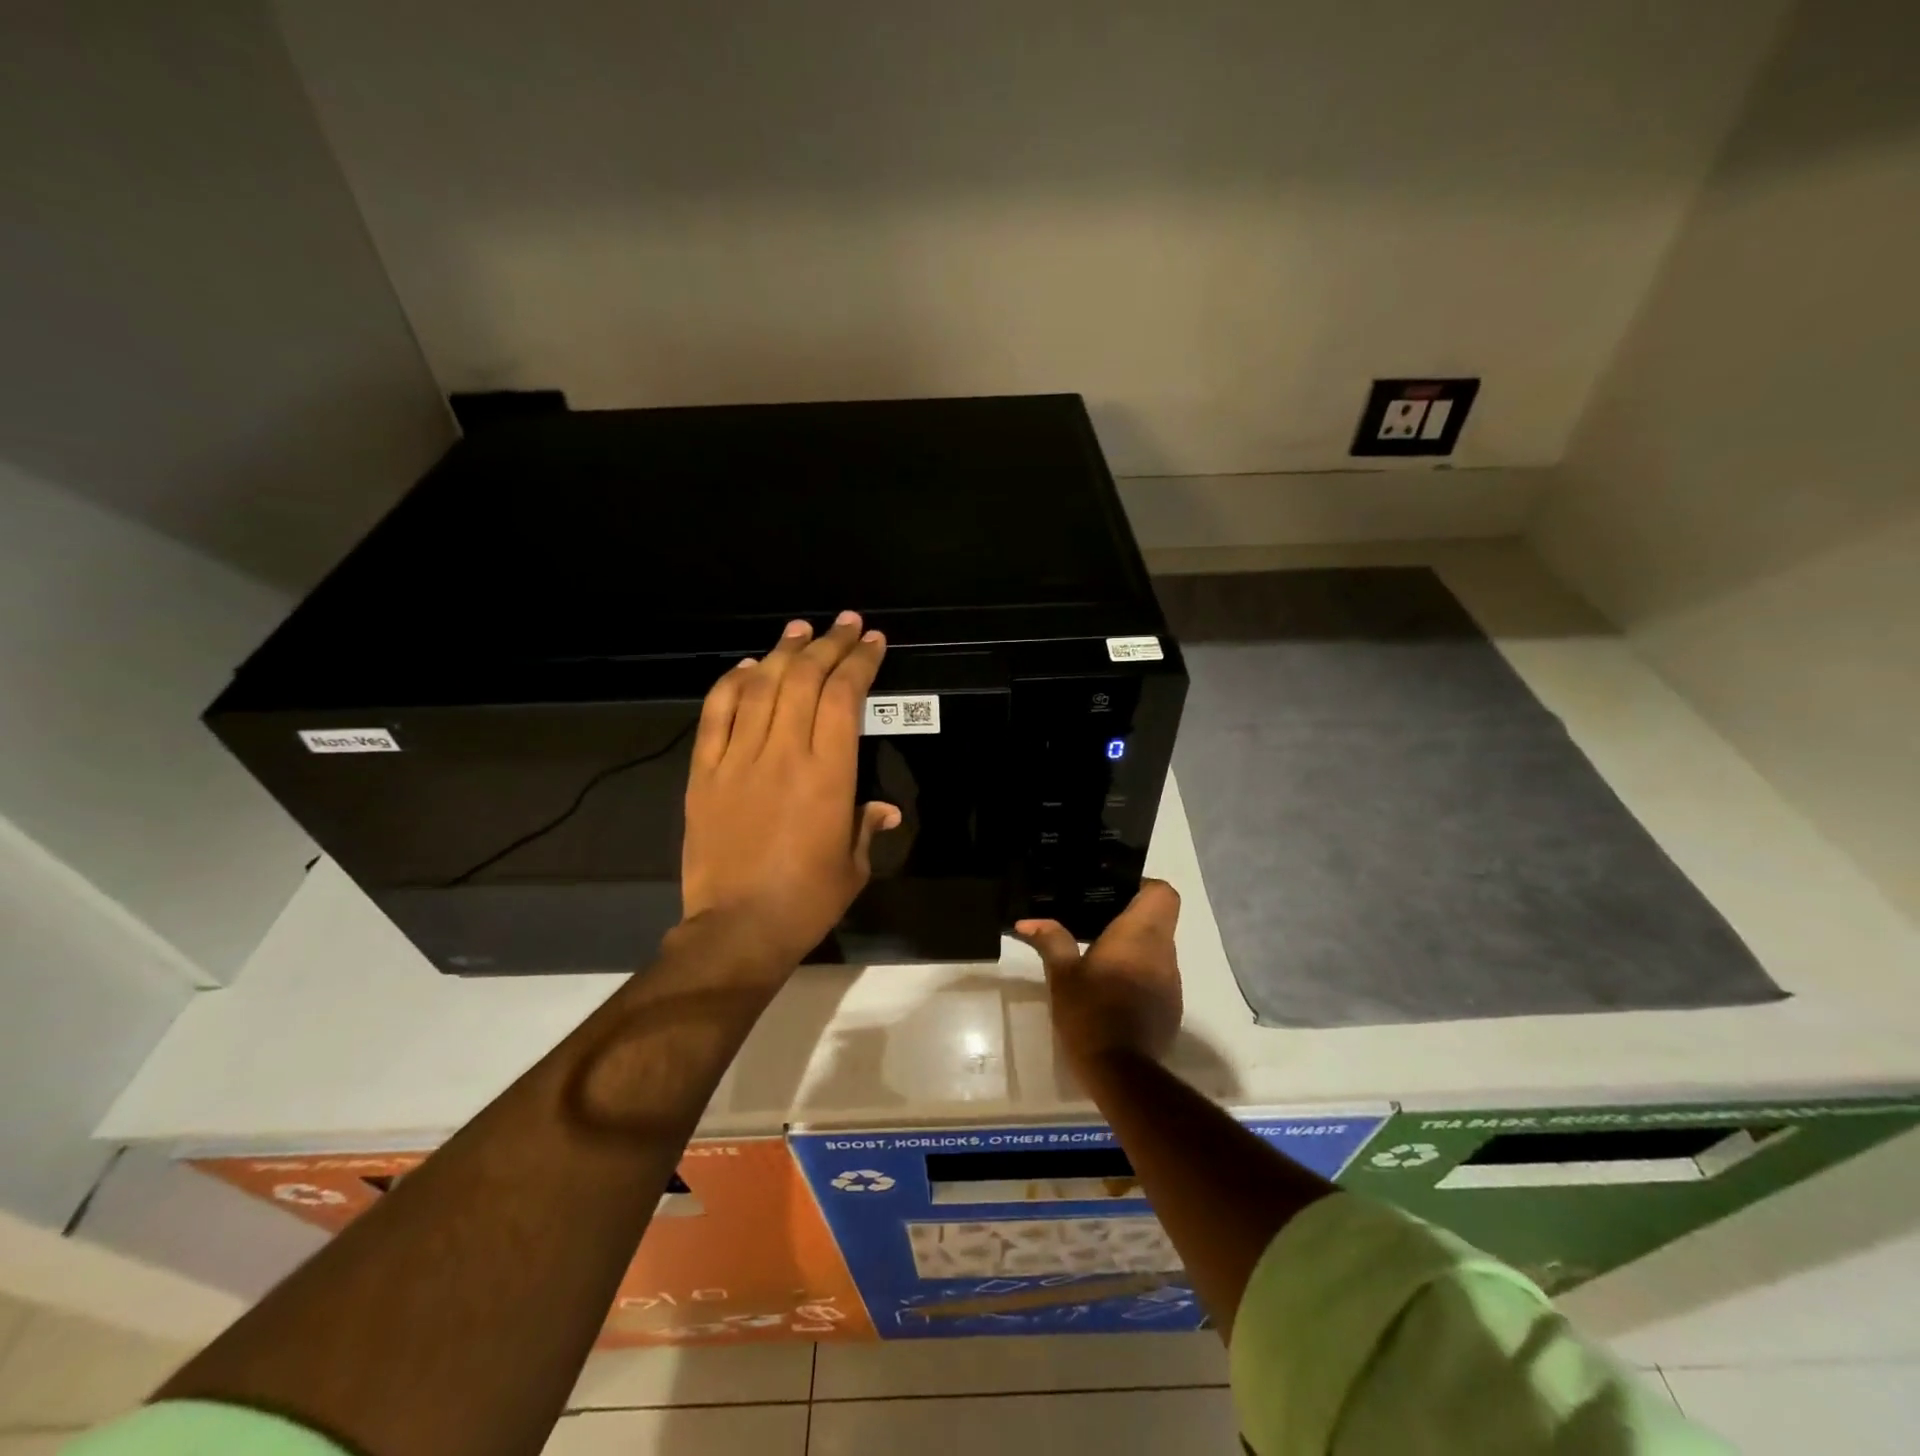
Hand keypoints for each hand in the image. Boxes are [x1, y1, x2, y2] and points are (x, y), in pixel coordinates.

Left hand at [680, 611, 900, 966]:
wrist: (737, 928)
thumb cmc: (807, 899)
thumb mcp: (853, 865)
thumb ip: (867, 826)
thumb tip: (885, 809)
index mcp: (828, 773)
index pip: (845, 697)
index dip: (859, 662)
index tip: (872, 641)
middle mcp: (784, 753)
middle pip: (805, 680)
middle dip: (828, 644)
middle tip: (844, 623)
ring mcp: (738, 759)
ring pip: (761, 687)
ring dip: (783, 652)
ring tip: (800, 629)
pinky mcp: (705, 772)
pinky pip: (716, 715)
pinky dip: (732, 684)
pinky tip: (748, 666)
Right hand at [1015, 880, 1181, 1068]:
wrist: (1122, 1071)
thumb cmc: (1090, 1012)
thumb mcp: (1062, 975)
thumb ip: (1051, 941)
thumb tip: (1027, 921)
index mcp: (1139, 934)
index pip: (1162, 892)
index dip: (1143, 886)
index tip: (1115, 893)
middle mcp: (1163, 952)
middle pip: (1159, 919)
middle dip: (1131, 917)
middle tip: (1097, 922)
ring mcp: (1171, 982)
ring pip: (1159, 948)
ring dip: (1135, 948)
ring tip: (1101, 956)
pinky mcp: (1171, 1007)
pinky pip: (1158, 976)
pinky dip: (1140, 974)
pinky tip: (1113, 990)